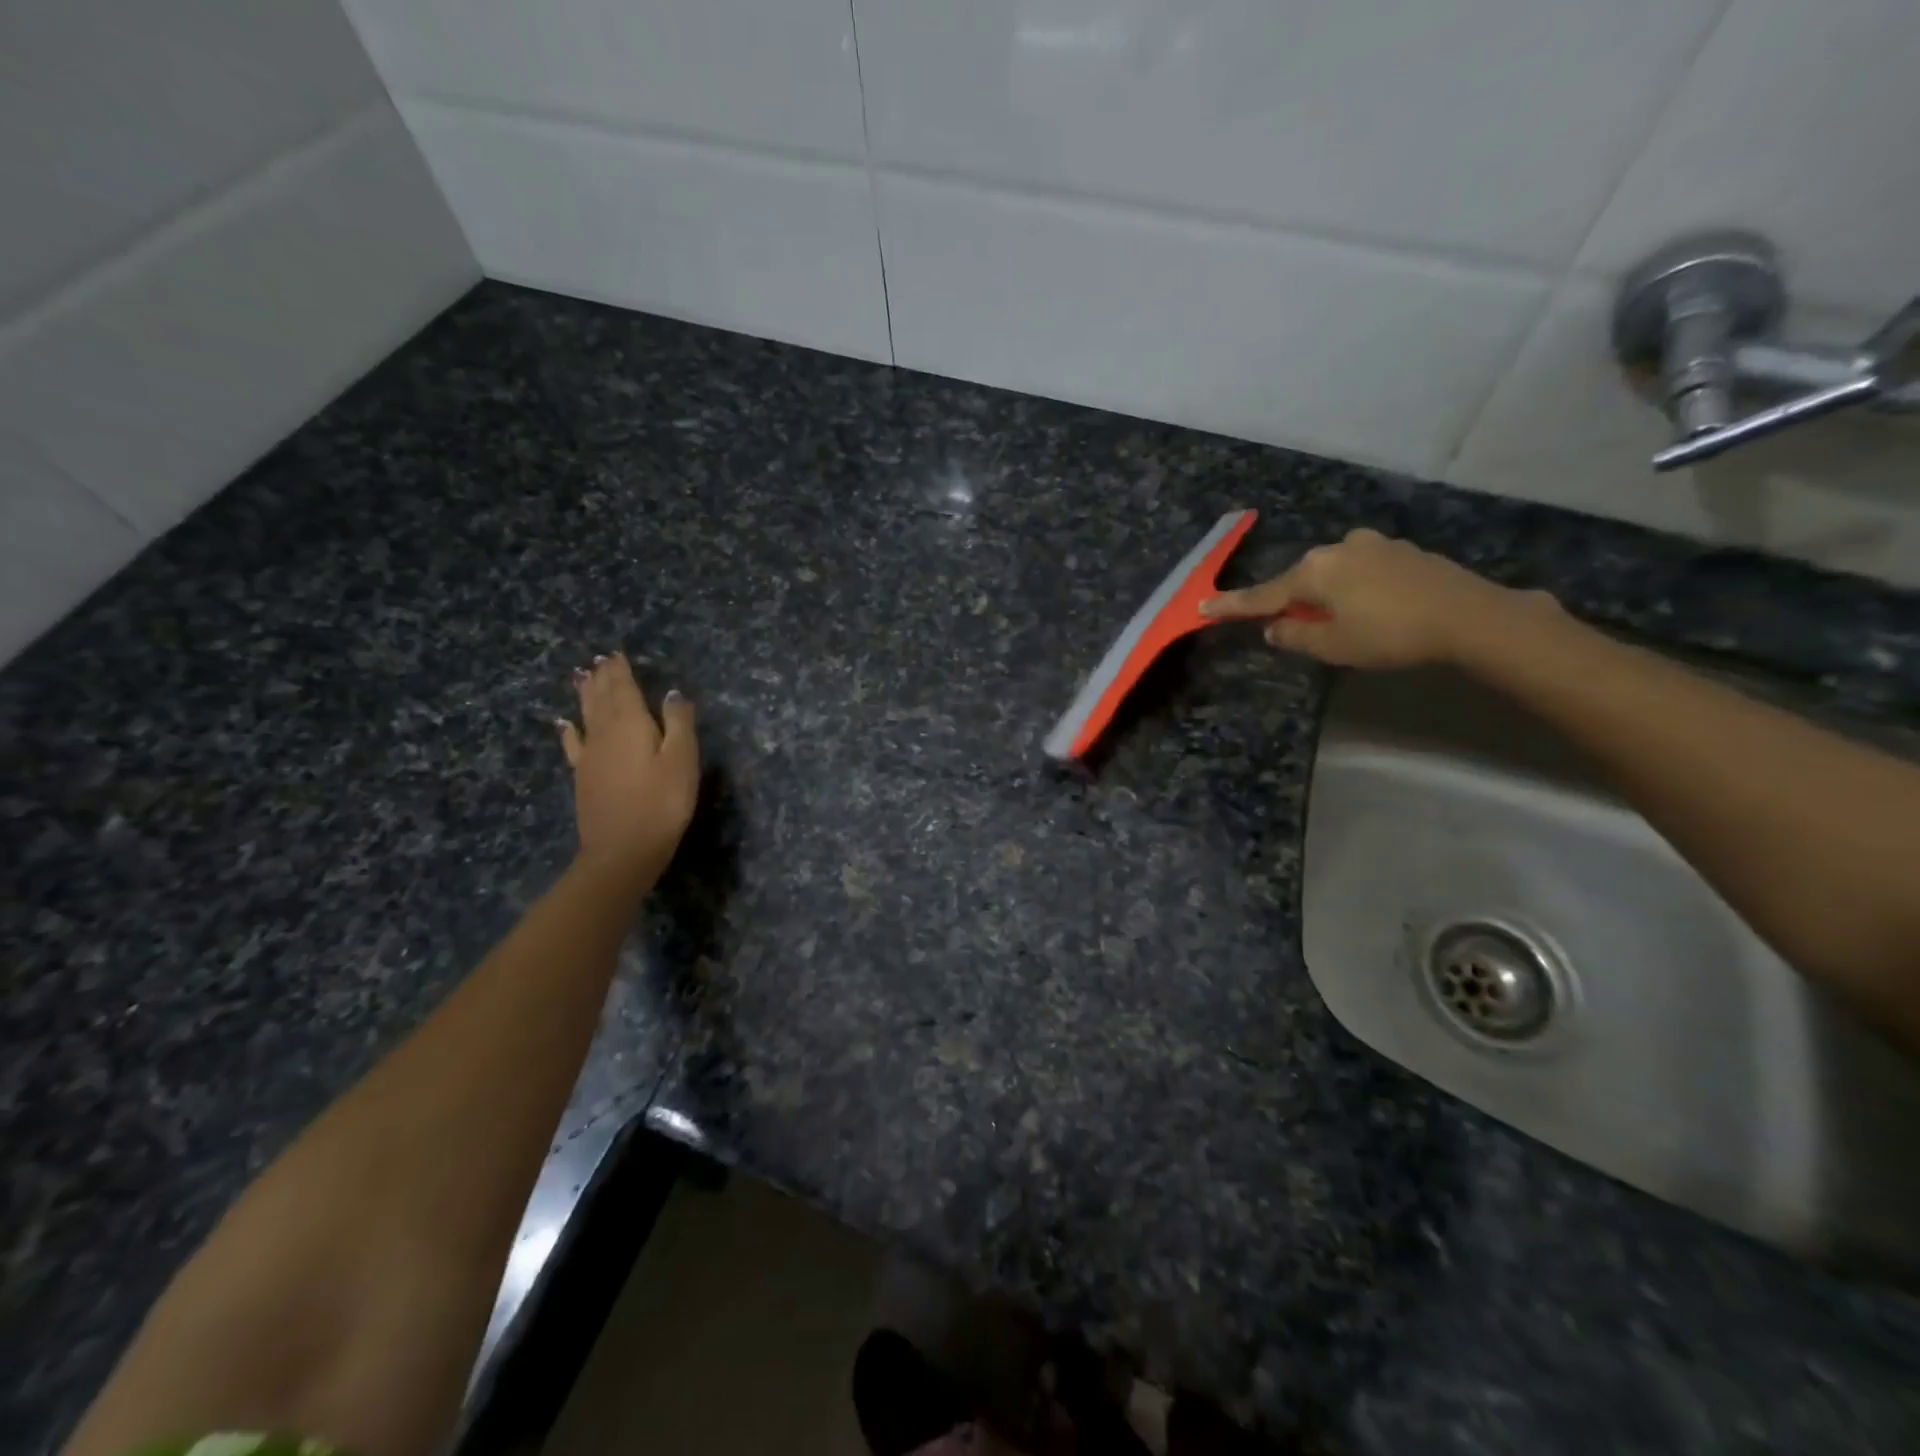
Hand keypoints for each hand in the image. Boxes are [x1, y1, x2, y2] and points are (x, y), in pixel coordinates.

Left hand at [556, 652, 698, 873]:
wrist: (623, 850)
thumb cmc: (662, 803)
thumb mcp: (682, 760)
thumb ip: (678, 723)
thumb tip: (672, 694)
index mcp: (631, 724)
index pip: (624, 688)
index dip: (620, 671)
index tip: (616, 653)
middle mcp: (604, 733)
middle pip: (601, 698)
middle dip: (602, 678)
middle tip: (598, 660)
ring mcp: (589, 756)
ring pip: (585, 716)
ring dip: (584, 695)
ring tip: (581, 677)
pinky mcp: (583, 777)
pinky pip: (573, 744)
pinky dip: (569, 731)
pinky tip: (564, 724)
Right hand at [1200, 528, 1547, 669]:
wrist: (1470, 616)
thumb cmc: (1390, 635)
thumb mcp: (1333, 646)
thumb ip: (1295, 637)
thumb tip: (1274, 628)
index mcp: (1314, 571)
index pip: (1263, 595)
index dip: (1232, 606)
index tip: (1203, 606)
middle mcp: (1338, 548)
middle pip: (1300, 579)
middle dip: (1292, 601)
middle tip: (1290, 627)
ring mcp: (1373, 545)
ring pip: (1333, 573)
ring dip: (1326, 595)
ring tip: (1340, 621)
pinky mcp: (1402, 551)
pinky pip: (1362, 571)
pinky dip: (1355, 589)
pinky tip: (1371, 608)